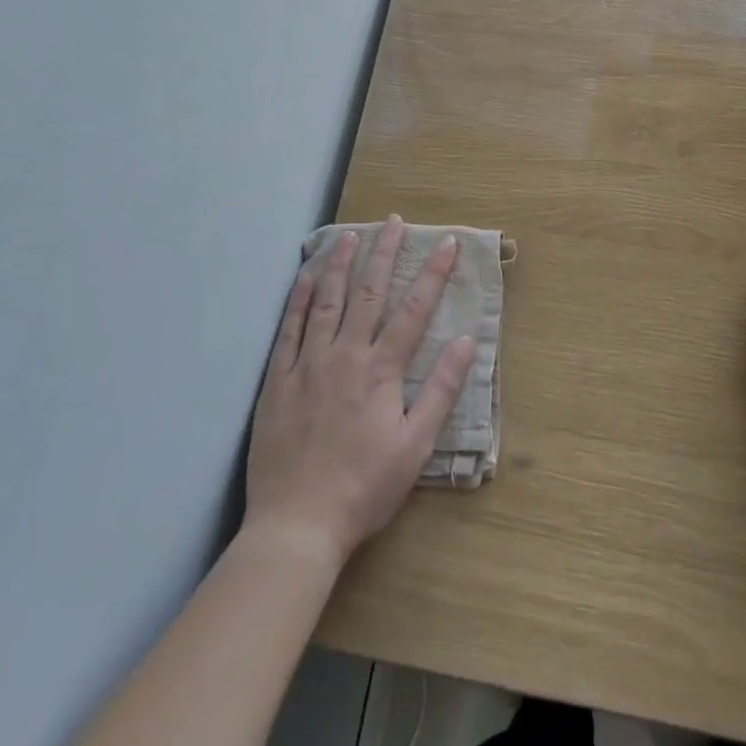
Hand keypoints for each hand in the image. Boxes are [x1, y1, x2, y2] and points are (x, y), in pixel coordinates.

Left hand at [244, 217, 476, 567]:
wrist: (297, 524)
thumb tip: (467, 341)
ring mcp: (306, 364)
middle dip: (384, 253)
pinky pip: (289, 329)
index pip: (414, 309)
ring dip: (340, 264)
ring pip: (326, 301)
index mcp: (381, 370)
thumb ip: (441, 390)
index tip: (448, 243)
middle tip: (393, 222)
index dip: (433, 273)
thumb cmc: (364, 487)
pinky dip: (299, 299)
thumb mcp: (415, 445)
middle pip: (368, 292)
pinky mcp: (277, 380)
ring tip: (349, 235)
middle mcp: (344, 355)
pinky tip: (306, 277)